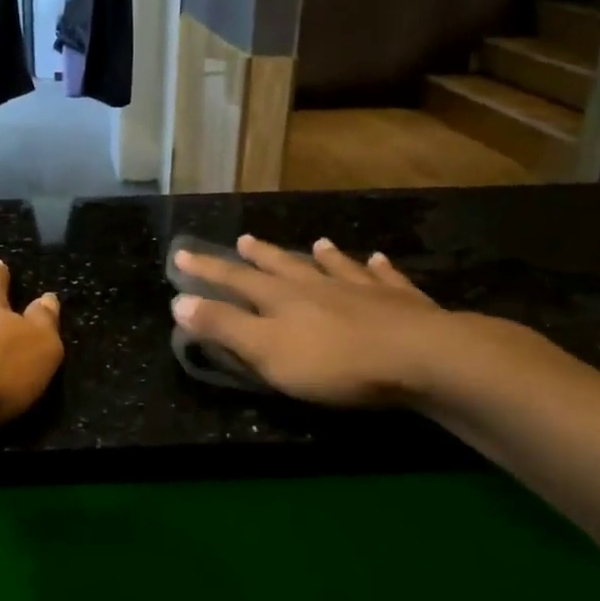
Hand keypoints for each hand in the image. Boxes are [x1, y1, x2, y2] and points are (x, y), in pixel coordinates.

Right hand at [172, 235, 463, 407]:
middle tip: (243, 239)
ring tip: (316, 242)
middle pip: (282, 265)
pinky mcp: (402, 302)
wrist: (421, 357)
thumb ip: (223, 326)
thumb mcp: (266, 350)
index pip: (234, 279)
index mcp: (280, 298)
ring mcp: (361, 290)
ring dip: (322, 256)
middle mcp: (317, 285)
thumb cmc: (334, 361)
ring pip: (335, 266)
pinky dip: (378, 268)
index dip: (206, 269)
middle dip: (259, 255)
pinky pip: (385, 278)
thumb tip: (179, 300)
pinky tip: (380, 260)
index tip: (182, 254)